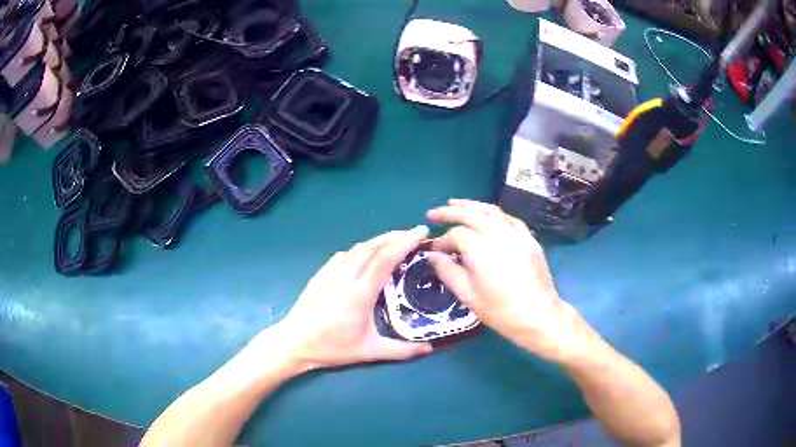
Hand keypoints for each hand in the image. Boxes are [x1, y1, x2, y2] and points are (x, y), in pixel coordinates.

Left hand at [270, 226, 433, 370]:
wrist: (294, 342)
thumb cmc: (332, 348)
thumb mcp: (370, 352)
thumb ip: (402, 351)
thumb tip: (429, 348)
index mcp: (360, 293)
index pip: (386, 258)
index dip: (405, 242)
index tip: (421, 232)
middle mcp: (346, 276)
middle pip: (373, 246)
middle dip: (395, 236)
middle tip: (413, 235)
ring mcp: (330, 273)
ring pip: (357, 248)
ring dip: (378, 241)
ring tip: (393, 243)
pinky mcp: (320, 274)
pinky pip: (343, 254)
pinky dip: (359, 250)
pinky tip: (363, 256)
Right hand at [427, 199, 594, 361]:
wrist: (539, 316)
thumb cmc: (501, 311)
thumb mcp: (468, 296)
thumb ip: (448, 272)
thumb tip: (432, 255)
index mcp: (480, 249)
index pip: (455, 234)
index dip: (441, 240)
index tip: (434, 251)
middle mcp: (498, 234)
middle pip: (471, 214)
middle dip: (450, 211)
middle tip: (433, 213)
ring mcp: (516, 234)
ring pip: (491, 210)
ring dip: (472, 205)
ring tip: (456, 204)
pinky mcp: (529, 239)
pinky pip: (510, 219)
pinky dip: (495, 214)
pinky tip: (489, 217)